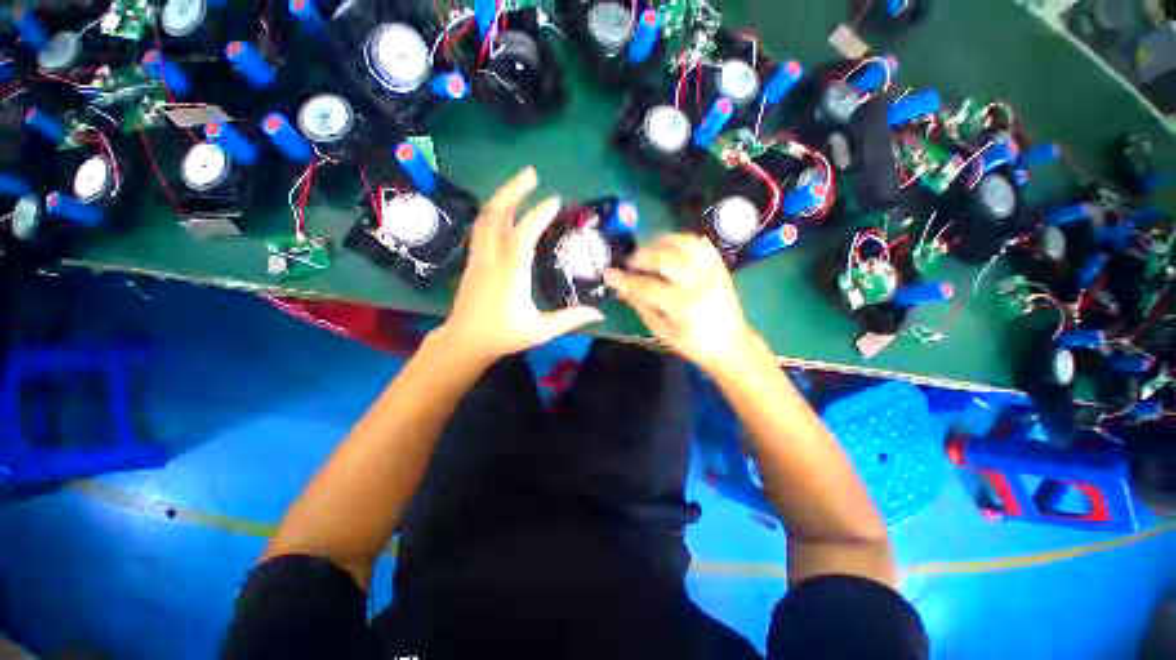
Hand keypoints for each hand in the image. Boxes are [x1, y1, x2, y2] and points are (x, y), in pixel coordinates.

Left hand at [436, 167, 604, 365]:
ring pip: (485, 219)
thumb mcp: (540, 331)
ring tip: (519, 185)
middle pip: (496, 215)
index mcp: (510, 275)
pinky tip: (503, 210)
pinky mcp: (473, 261)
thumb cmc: (503, 336)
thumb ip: (569, 319)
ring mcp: (478, 258)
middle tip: (531, 174)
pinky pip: (481, 228)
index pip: (523, 235)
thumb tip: (599, 313)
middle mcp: (491, 260)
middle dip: (513, 190)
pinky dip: (493, 212)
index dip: (538, 215)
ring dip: (501, 197)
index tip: (554, 201)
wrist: (465, 342)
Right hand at [605, 234, 752, 374]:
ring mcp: (712, 271)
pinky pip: (701, 243)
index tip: (609, 274)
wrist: (731, 343)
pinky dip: (683, 240)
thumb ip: (642, 307)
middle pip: (665, 257)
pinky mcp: (720, 266)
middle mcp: (698, 283)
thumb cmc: (693, 343)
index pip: (647, 286)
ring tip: (649, 250)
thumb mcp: (662, 331)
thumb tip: (622, 289)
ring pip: (684, 243)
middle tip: (631, 261)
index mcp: (683, 305)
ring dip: (661, 241)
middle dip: (642, 255)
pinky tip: (671, 247)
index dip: (625, 279)